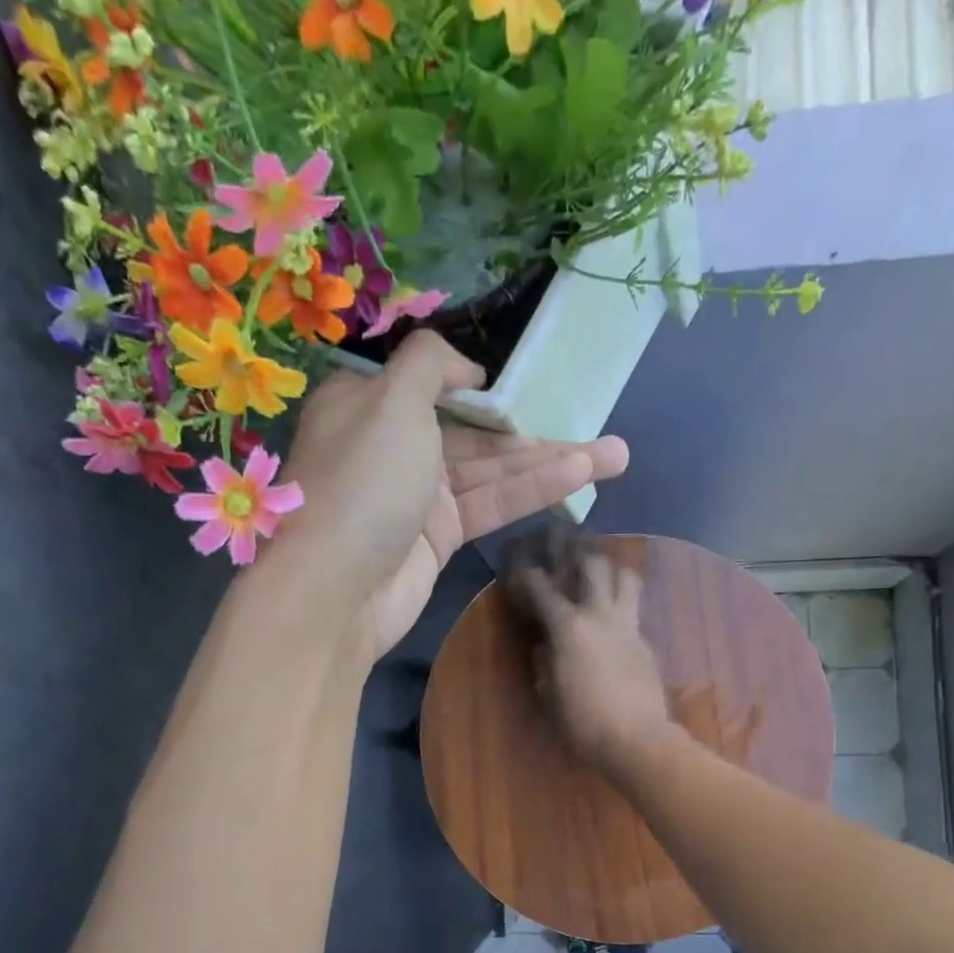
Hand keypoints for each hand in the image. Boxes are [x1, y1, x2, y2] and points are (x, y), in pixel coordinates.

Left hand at [272, 331, 629, 659]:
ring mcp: (419, 496)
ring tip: (616, 456)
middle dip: (536, 433)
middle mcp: (396, 447)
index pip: (434, 386)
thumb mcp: (392, 398)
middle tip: (600, 430)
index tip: (524, 390)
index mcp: (371, 404)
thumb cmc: (363, 479)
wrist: (337, 588)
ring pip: (493, 472)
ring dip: (552, 463)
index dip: (482, 389)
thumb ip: (431, 364)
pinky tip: (580, 477)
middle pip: (476, 433)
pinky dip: (533, 491)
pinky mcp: (440, 538)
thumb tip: (468, 369)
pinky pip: (491, 505)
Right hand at [507, 550, 674, 781]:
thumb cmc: (583, 721)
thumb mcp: (549, 693)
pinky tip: (613, 621)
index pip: (542, 588)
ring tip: (600, 576)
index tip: (519, 567)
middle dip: (578, 553)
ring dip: (612, 570)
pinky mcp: (646, 641)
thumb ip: (544, 662)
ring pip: (626, 577)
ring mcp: (628, 625)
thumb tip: (545, 647)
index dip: (527, 574)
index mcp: (569, 626)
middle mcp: (600, 614)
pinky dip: (622, 605)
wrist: (638, 739)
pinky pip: (634, 610)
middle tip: (567, 553)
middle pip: (594, 564)